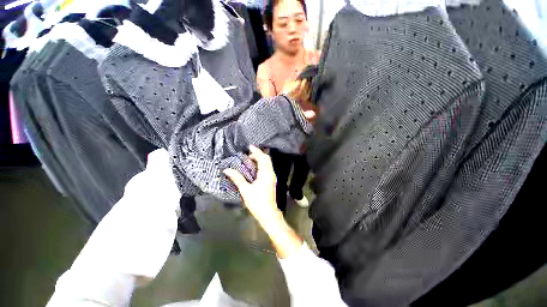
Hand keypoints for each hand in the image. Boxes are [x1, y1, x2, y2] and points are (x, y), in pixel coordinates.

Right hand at [223, 146, 279, 223]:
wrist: (268, 213)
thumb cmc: (257, 201)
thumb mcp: (245, 190)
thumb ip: (237, 178)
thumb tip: (227, 169)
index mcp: (265, 173)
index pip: (262, 158)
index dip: (256, 151)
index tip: (249, 146)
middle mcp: (271, 173)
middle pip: (267, 159)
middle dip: (258, 154)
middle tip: (248, 153)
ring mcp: (272, 177)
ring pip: (268, 163)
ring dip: (260, 159)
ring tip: (250, 159)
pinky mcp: (271, 181)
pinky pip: (267, 168)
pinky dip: (262, 164)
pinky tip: (254, 168)